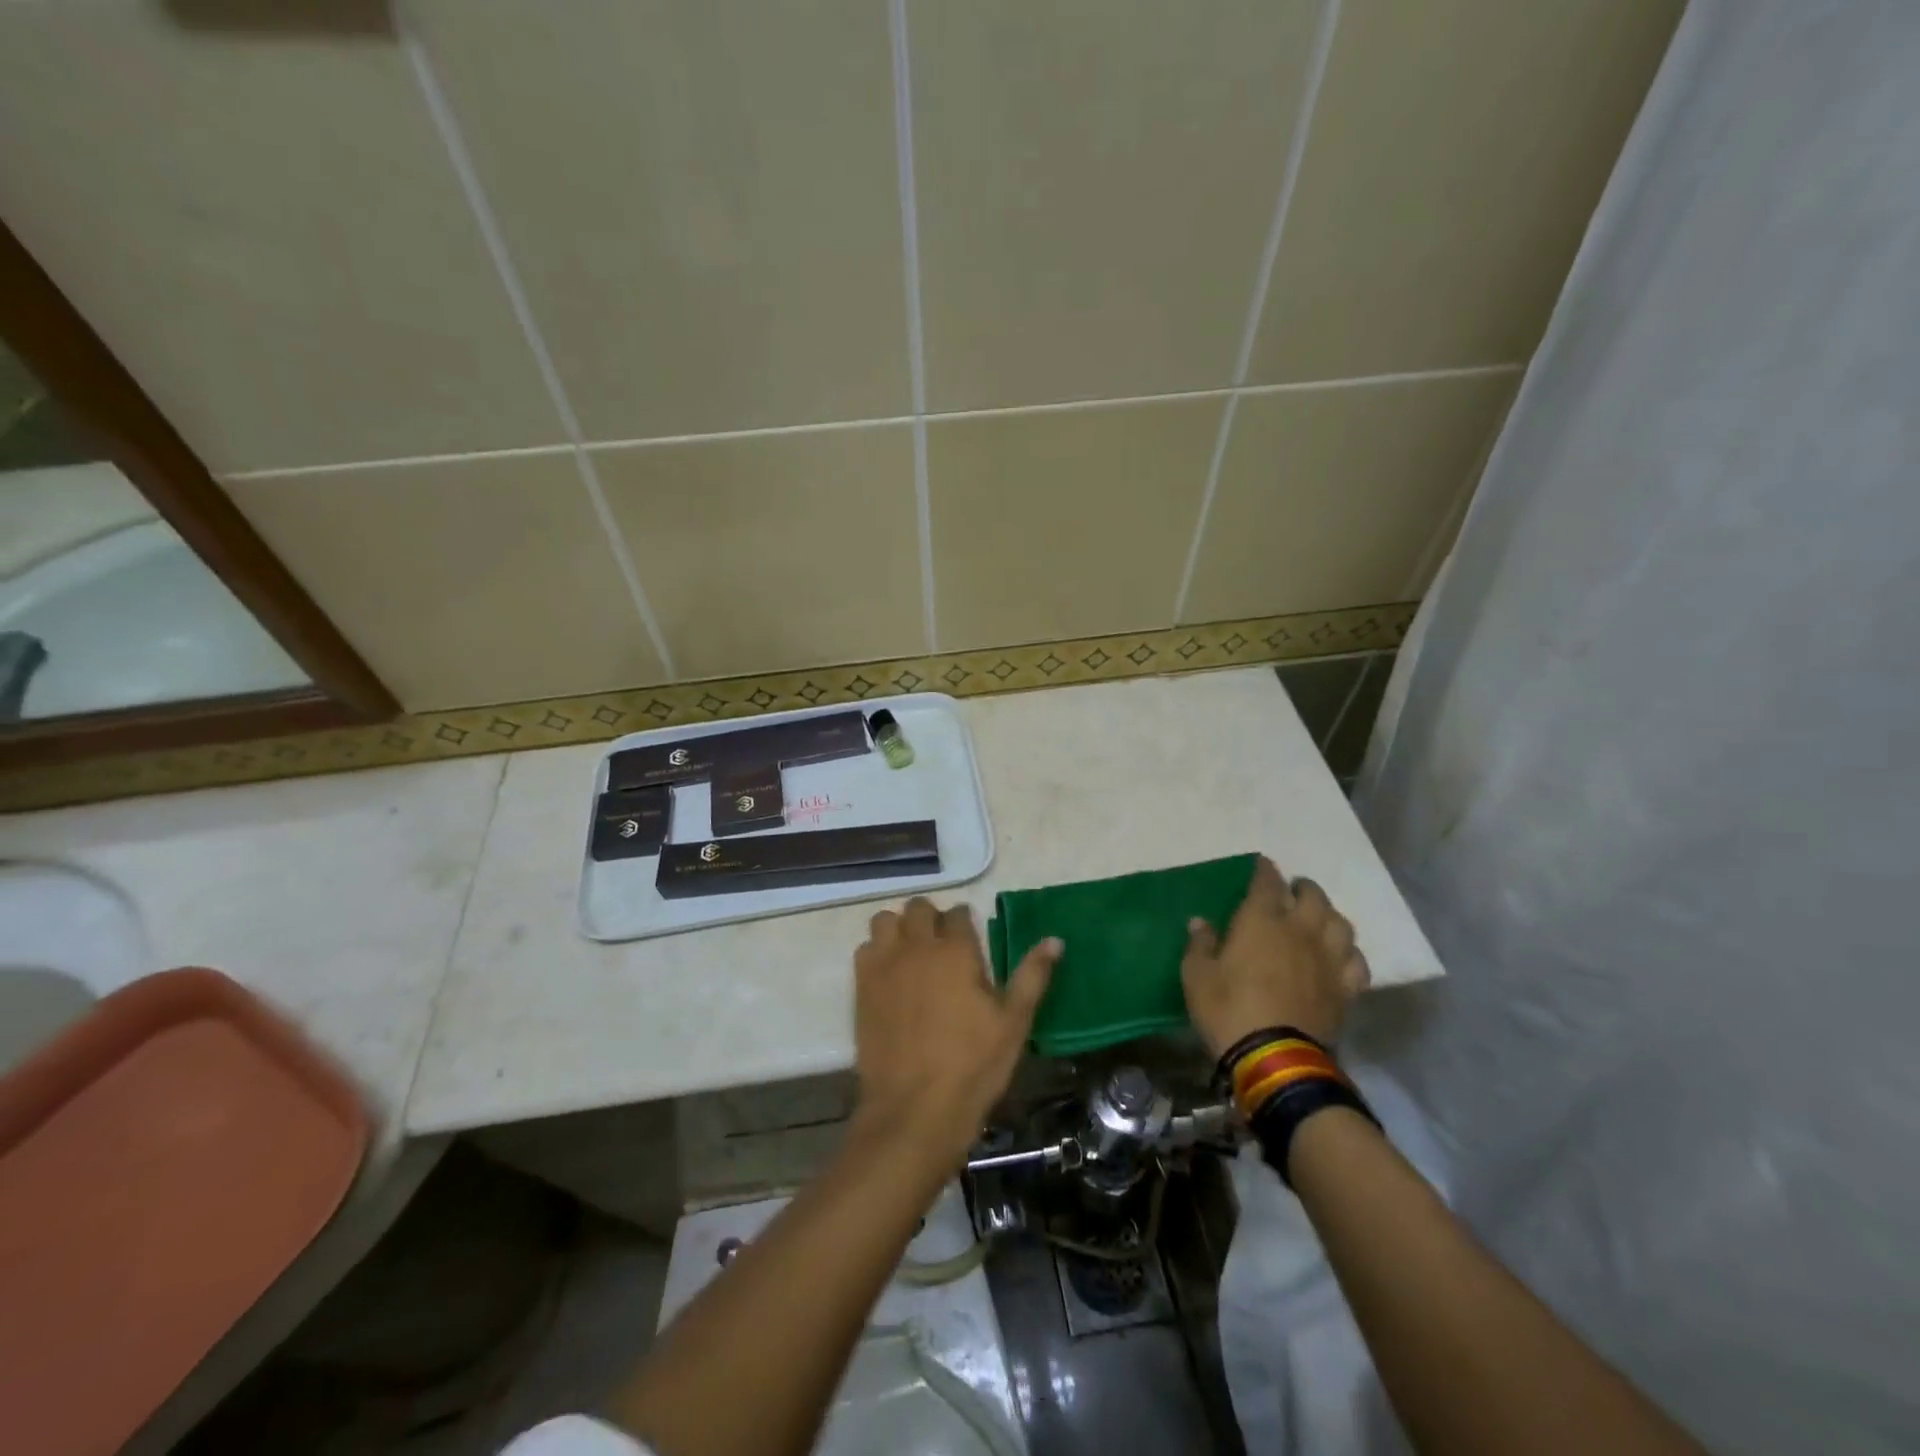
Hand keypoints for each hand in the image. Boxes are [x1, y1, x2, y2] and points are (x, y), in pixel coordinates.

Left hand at [851, 898, 1060, 1166]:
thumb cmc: (972, 1066)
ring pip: (885, 920)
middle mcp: (917, 946)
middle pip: (918, 907)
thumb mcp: (1013, 1023)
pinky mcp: (861, 986)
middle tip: (942, 945)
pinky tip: (890, 976)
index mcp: (956, 950)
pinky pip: (864, 948)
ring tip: (912, 954)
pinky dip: (877, 952)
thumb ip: (1032, 976)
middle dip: (931, 918)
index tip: (970, 939)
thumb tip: (1055, 940)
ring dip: (899, 928)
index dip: (965, 921)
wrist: (913, 1110)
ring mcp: (884, 964)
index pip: (958, 913)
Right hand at [1181, 856, 1369, 1054]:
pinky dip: (1348, 952)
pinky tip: (1340, 956)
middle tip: (1293, 890)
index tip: (1262, 865)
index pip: (1267, 883)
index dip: (1265, 870)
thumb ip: (1200, 945)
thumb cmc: (1228, 1010)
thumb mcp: (1197, 976)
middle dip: (1303, 888)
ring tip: (1319, 917)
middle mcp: (1300, 931)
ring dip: (1329, 915)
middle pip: (1312, 897)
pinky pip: (1356, 962)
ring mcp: (1328, 960)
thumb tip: (1200, 921)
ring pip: (1340, 924)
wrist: (1275, 1058)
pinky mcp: (1345, 989)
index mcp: (1261, 921)